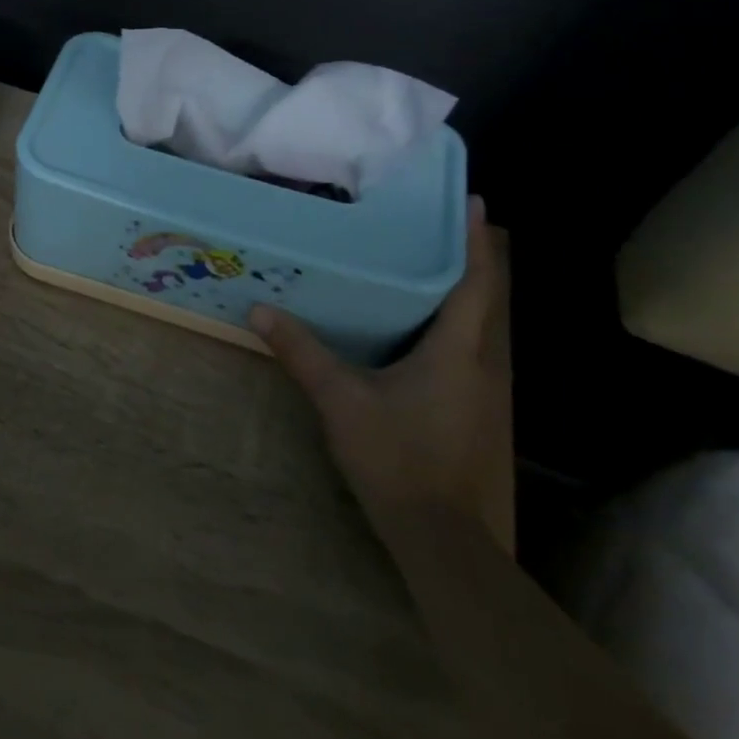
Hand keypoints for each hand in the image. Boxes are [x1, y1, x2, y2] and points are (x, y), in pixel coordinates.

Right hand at [252, 198, 512, 548]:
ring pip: (469, 329)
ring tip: (413, 266)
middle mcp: (478, 364)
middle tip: (429, 225)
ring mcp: (478, 392)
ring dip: (450, 295)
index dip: (475, 241)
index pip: (473, 283)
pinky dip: (441, 329)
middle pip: (477, 300)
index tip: (474, 201)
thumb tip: (260, 311)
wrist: (439, 537)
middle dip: (461, 260)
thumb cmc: (396, 457)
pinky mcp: (468, 413)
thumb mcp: (341, 400)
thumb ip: (302, 353)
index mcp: (456, 352)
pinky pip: (459, 354)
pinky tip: (408, 331)